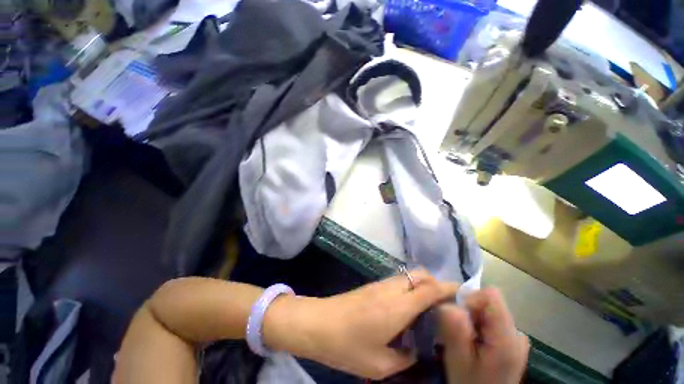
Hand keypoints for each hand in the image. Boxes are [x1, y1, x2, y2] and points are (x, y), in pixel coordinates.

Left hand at [264, 270, 457, 378]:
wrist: (318, 323)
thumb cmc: (347, 346)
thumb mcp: (380, 364)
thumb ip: (405, 357)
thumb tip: (416, 350)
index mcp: (397, 307)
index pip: (429, 289)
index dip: (448, 287)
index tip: (462, 292)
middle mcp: (391, 289)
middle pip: (419, 274)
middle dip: (435, 283)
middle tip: (444, 304)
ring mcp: (380, 284)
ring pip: (408, 275)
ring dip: (421, 284)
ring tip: (427, 307)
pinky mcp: (372, 285)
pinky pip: (397, 281)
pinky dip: (408, 287)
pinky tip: (406, 307)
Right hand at [439, 288, 528, 383]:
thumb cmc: (471, 383)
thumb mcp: (458, 359)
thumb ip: (455, 330)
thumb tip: (449, 304)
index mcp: (508, 337)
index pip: (491, 295)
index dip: (470, 299)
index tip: (458, 317)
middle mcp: (517, 332)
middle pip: (488, 302)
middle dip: (468, 312)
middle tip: (460, 333)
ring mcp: (516, 337)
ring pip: (487, 310)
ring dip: (471, 319)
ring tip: (467, 340)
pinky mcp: (511, 340)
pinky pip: (490, 320)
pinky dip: (478, 325)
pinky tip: (475, 343)